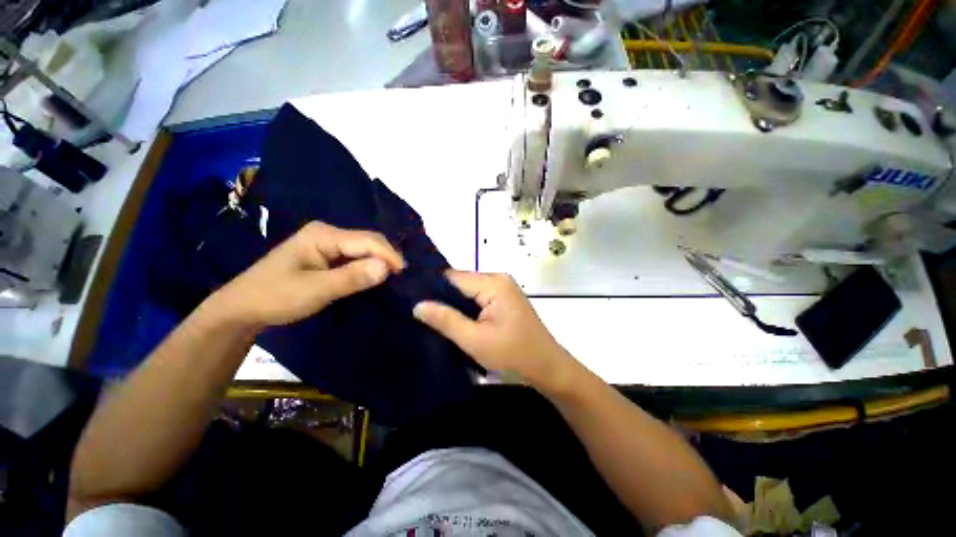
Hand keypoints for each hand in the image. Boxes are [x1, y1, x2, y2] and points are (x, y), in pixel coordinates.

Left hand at [207, 221, 404, 327]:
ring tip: (394, 276)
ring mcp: (326, 243)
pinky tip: (376, 275)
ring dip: (379, 261)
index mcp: (323, 235)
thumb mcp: (315, 290)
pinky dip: (368, 266)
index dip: (388, 255)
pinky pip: (355, 256)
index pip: (367, 240)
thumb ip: (352, 278)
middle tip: (401, 277)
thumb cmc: (275, 297)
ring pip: (364, 248)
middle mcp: (327, 233)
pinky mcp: (326, 255)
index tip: (404, 274)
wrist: (242, 309)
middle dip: (386, 256)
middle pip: (368, 240)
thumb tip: (387, 268)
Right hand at [413, 271, 577, 392]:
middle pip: (461, 283)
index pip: (453, 277)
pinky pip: (479, 298)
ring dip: (455, 306)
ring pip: (469, 292)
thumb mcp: (475, 340)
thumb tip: (417, 304)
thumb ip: (446, 320)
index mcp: (494, 283)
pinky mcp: (504, 300)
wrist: (548, 369)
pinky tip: (456, 322)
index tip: (412, 302)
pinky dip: (467, 310)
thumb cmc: (514, 355)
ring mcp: (503, 289)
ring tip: (434, 320)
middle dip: (443, 299)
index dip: (432, 289)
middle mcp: (499, 279)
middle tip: (421, 316)